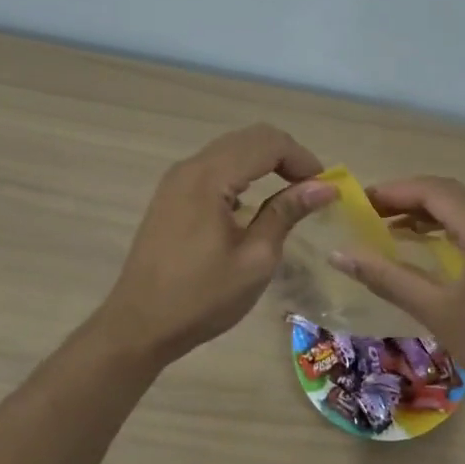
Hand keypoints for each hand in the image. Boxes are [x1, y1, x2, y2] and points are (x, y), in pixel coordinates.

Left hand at [95, 125, 336, 367]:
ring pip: (230, 149)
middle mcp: (190, 167)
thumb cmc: (202, 297)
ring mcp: (176, 180)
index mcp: (209, 178)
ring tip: (289, 194)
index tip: (325, 188)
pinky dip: (241, 174)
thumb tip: (324, 187)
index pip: (267, 143)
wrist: (139, 325)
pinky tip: (251, 205)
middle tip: (312, 189)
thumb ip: (286, 213)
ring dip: (264, 163)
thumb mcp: (255, 259)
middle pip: (248, 138)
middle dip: (286, 156)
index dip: (302, 158)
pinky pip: (213, 168)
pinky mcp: (171, 196)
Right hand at [329, 176, 464, 419]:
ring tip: (391, 232)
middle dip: (408, 201)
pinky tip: (434, 254)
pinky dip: (452, 234)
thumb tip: (340, 254)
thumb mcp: (439, 312)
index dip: (392, 191)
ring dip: (430, 218)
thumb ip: (388, 278)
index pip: (432, 190)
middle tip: (369, 217)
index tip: (357, 203)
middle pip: (451, 196)